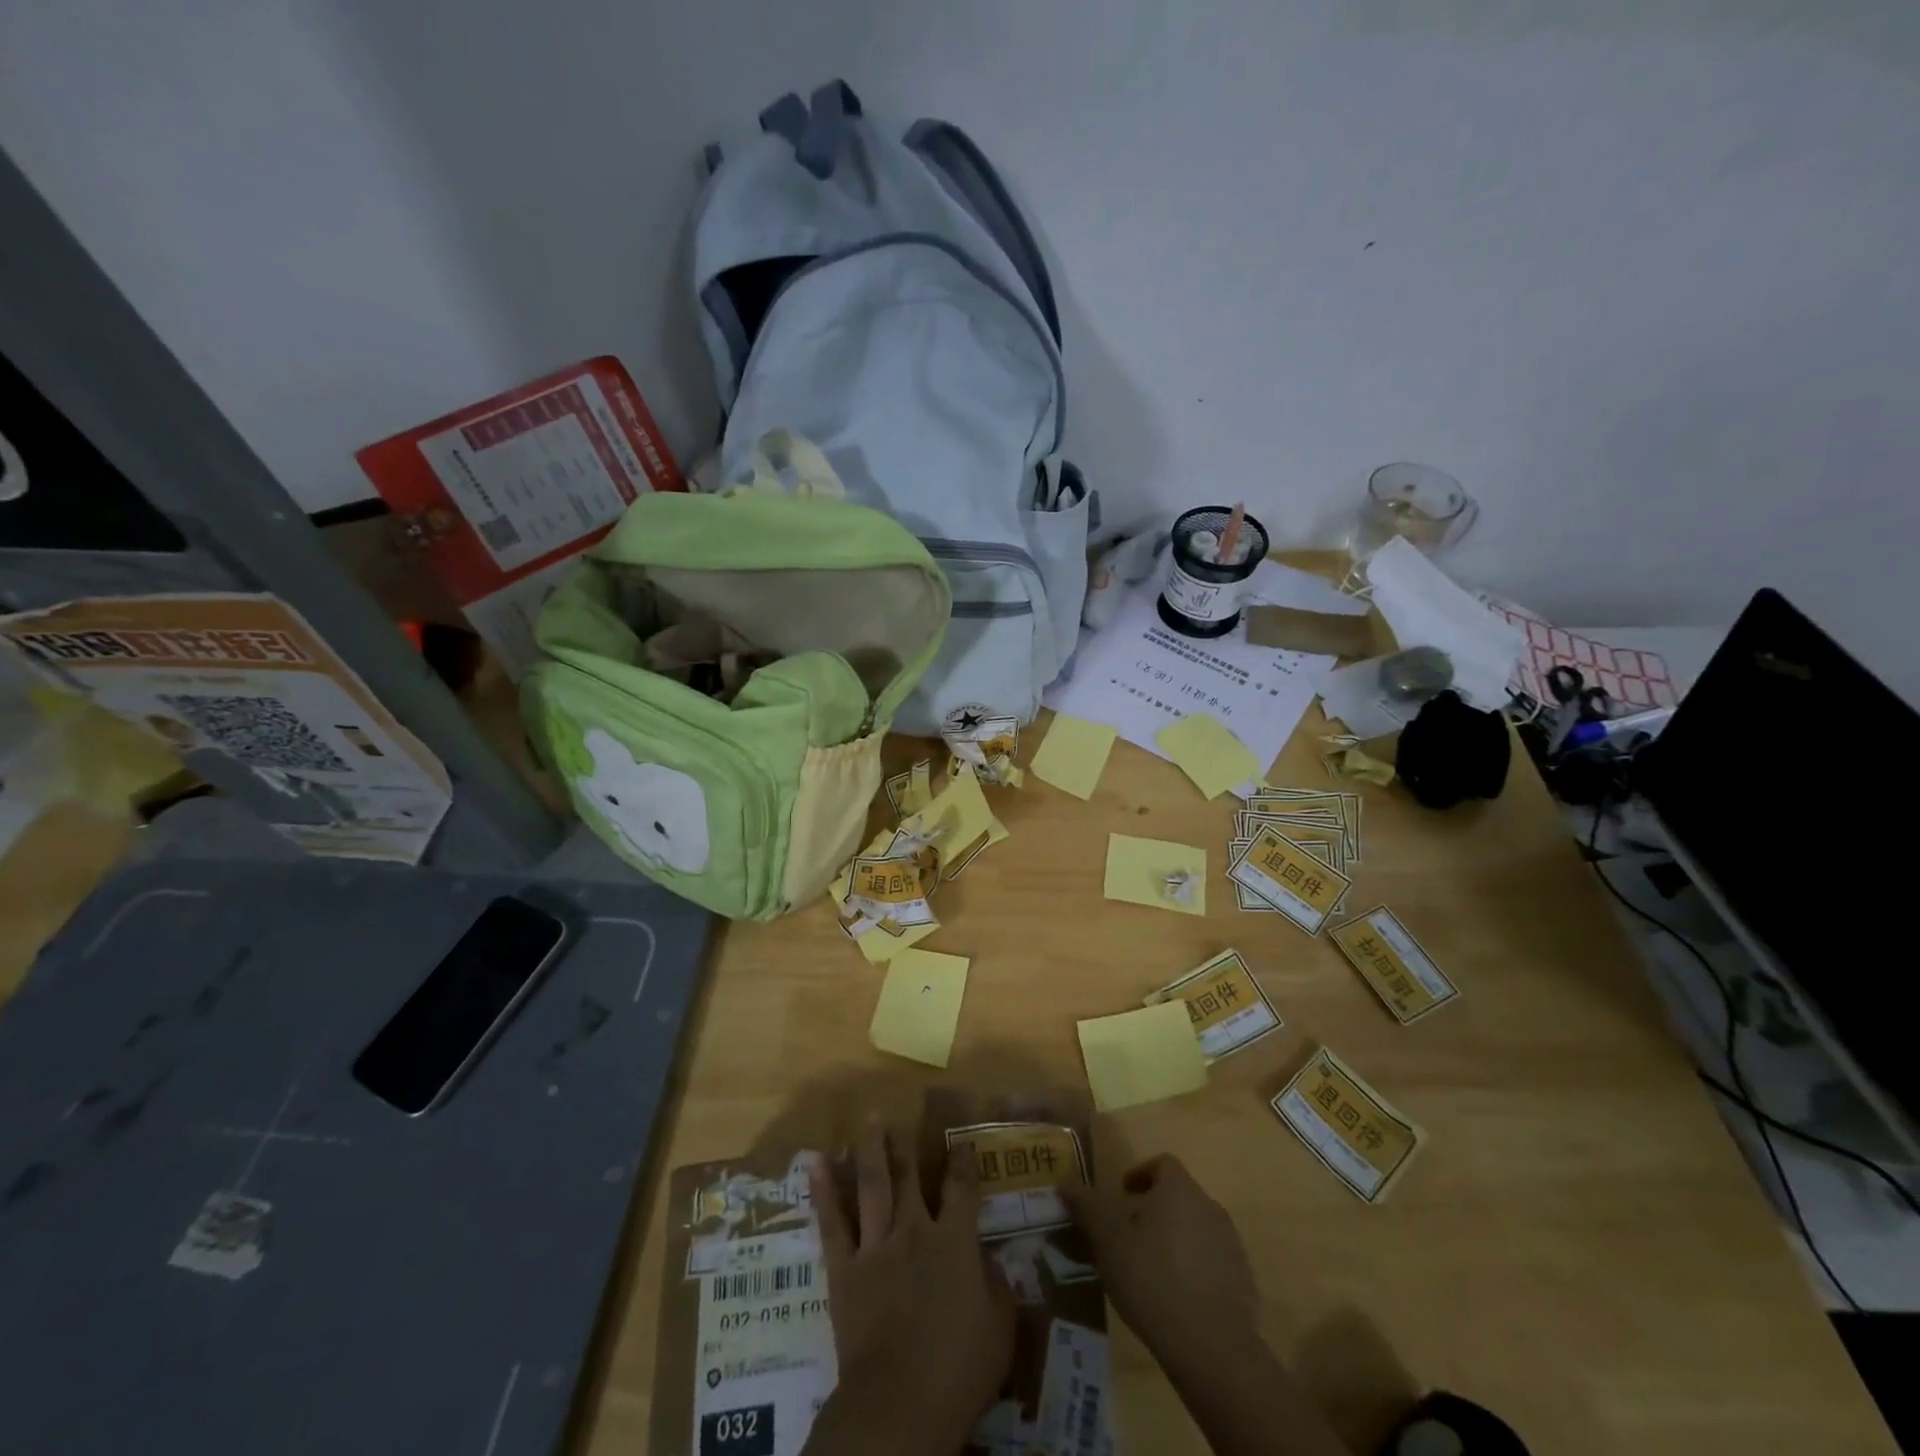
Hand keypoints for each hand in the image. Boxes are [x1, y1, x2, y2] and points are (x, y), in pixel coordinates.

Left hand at [803, 1123, 1014, 1455]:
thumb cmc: (958, 1369)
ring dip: (871, 1150)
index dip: (963, 1162)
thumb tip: (993, 1260)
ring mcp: (876, 1247)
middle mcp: (914, 1231)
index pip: (962, 1189)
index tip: (961, 1142)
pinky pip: (832, 1223)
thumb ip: (999, 1286)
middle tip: (900, 1114)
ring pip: (873, 1186)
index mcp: (955, 1241)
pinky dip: (824, 1191)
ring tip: (869, 1120)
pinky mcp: (845, 1270)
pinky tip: (817, 1162)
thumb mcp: (1000, 1329)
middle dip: (907, 1143)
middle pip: (910, 1176)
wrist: (899, 1403)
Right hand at [1064, 1153, 1259, 1364]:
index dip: (1140, 1176)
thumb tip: (1064, 1182)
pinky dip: (1196, 1272)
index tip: (1121, 1199)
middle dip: (1155, 1212)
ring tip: (1151, 1272)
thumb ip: (1086, 1206)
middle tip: (1130, 1238)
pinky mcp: (1244, 1283)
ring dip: (1175, 1241)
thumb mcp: (1107, 1239)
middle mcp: (1210, 1206)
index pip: (1161, 1164)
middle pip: (1179, 1197)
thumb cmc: (1151, 1277)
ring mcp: (1232, 1245)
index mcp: (1179, 1188)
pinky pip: (1214, 1264)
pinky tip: (1177, 1301)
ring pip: (1196, 1230)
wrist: (1211, 1345)